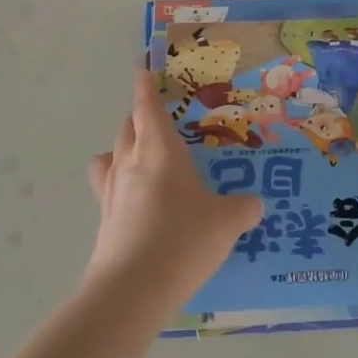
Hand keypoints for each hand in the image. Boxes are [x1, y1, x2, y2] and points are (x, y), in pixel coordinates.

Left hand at [86, 74, 263, 288]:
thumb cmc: (184, 239)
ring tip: (140, 159)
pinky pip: (108, 188)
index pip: (147, 107)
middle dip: (139, 118)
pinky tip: (139, 202)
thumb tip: (253, 204)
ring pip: (110, 156)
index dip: (144, 86)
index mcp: (160, 150)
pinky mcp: (104, 219)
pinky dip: (119, 184)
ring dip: (122, 149)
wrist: (134, 288)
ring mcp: (111, 192)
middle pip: (127, 128)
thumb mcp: (227, 222)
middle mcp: (130, 163)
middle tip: (157, 119)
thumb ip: (243, 208)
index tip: (140, 69)